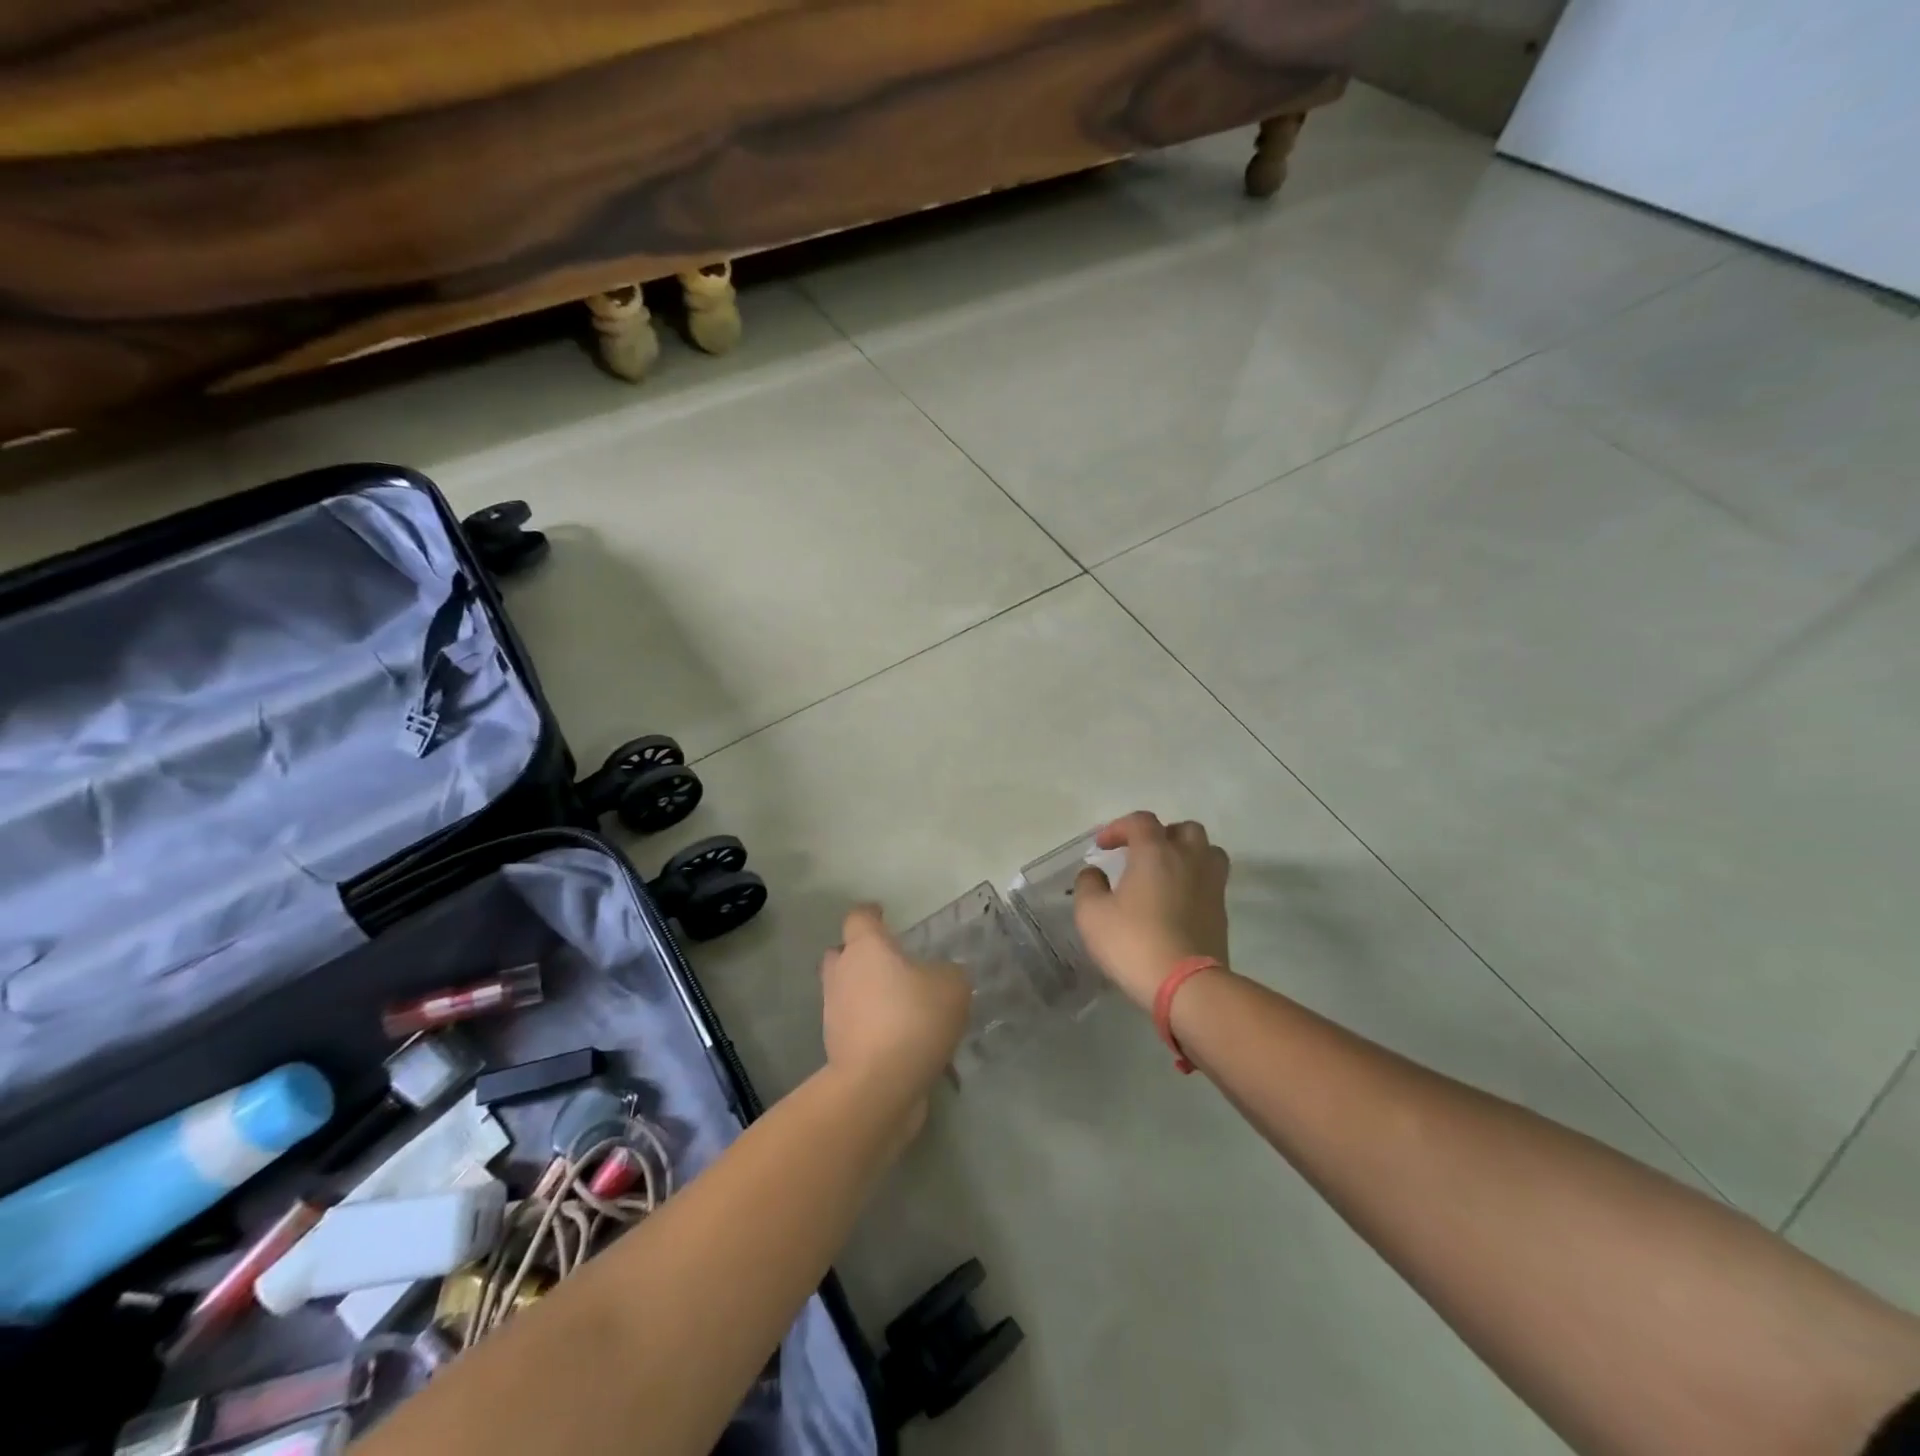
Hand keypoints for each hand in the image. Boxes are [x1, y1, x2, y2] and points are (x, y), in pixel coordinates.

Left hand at [820, 905, 970, 1111]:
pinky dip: (870, 1027)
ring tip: (899, 1006)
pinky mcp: (836, 1047)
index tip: (882, 914)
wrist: (878, 1085)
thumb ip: (948, 973)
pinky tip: (899, 1039)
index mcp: (866, 947)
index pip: (859, 917)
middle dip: (859, 955)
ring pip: (845, 991)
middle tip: (887, 962)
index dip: (871, 914)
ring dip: (865, 994)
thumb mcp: (952, 987)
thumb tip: (940, 975)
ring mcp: (834, 1011)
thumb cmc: (914, 1018)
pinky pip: (854, 1026)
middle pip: (841, 953)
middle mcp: (842, 973)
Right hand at [1073, 812, 1230, 1009]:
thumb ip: (1088, 885)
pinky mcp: (1221, 911)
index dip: (1119, 828)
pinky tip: (1178, 900)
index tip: (1102, 847)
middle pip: (1184, 829)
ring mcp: (1211, 884)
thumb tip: (1094, 873)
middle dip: (1161, 835)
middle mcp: (1188, 859)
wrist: (1186, 985)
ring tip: (1167, 872)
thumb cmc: (1133, 942)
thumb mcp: (1092, 914)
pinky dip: (1195, 880)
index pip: (1141, 821)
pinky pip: (1212, 880)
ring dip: (1187, 853)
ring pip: (1207, 851)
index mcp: (1155, 852)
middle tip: (1141, 854)